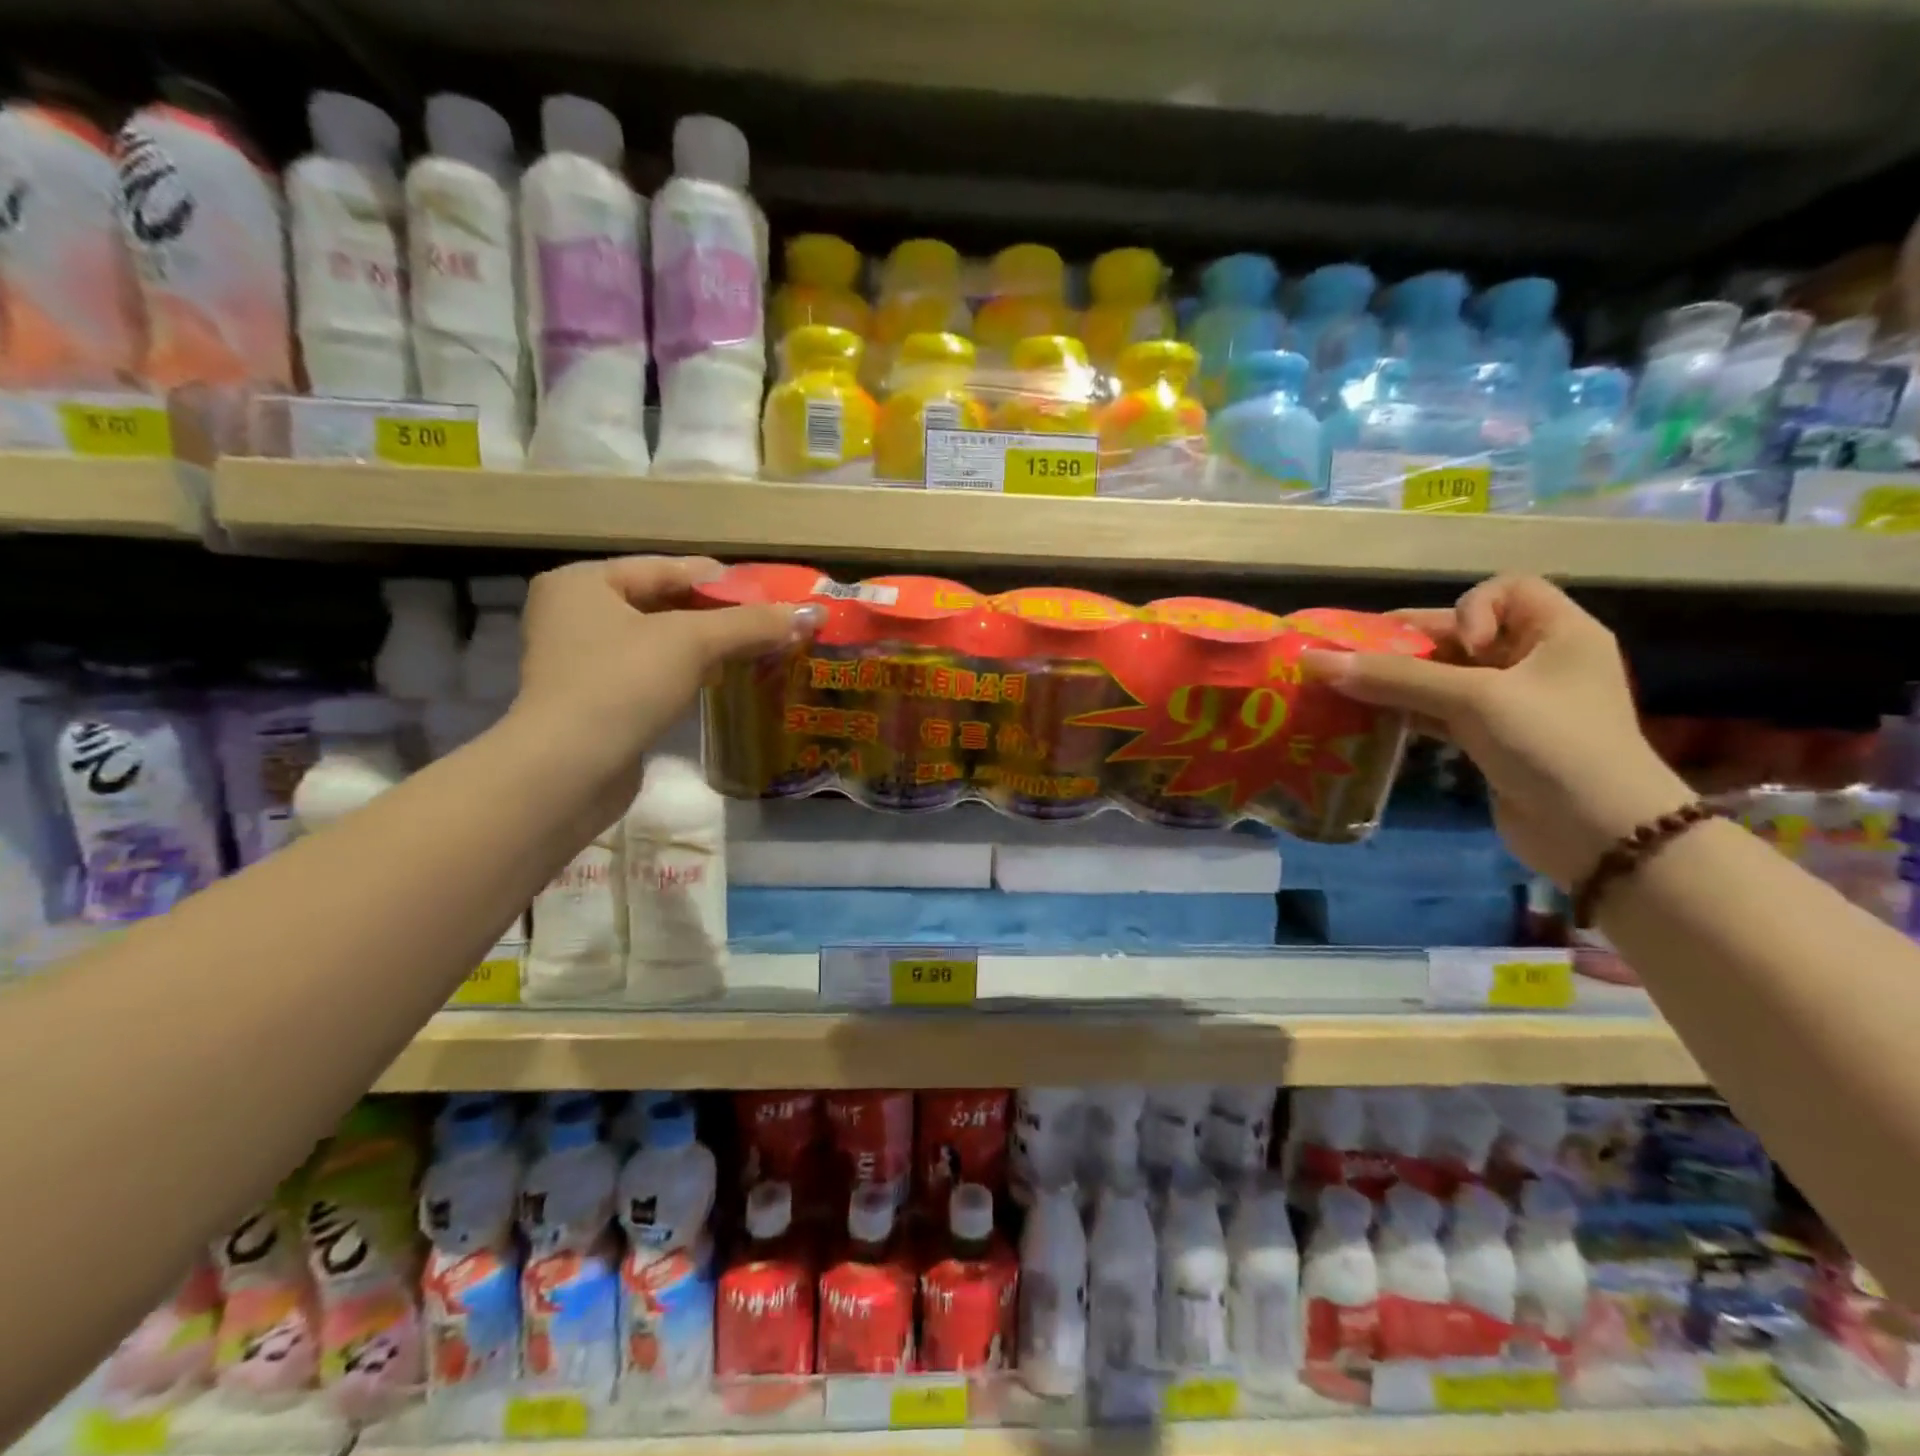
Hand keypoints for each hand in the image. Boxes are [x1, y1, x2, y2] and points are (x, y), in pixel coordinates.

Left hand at [506, 556, 821, 815]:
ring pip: (659, 641)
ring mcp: (581, 660)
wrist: (569, 771)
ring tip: (755, 652)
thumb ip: (751, 624)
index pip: (667, 568)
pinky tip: (719, 682)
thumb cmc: (623, 685)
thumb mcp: (692, 642)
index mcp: (584, 582)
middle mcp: (574, 614)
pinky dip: (685, 673)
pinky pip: (650, 673)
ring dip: (706, 647)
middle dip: (719, 616)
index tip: (770, 594)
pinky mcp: (594, 701)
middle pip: (664, 604)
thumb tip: (812, 613)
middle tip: (769, 625)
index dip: (724, 581)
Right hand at [1302, 575, 1693, 886]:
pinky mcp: (1493, 740)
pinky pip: (1440, 713)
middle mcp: (1538, 661)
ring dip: (1400, 682)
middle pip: (1463, 635)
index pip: (1508, 589)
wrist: (1600, 835)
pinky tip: (1371, 720)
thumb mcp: (1473, 699)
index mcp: (1558, 633)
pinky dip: (1407, 713)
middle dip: (1412, 645)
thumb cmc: (1550, 743)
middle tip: (1358, 658)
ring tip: (1350, 688)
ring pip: (1445, 677)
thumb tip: (1314, 660)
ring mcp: (1515, 704)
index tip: (1459, 645)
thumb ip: (1395, 677)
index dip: (1471, 608)